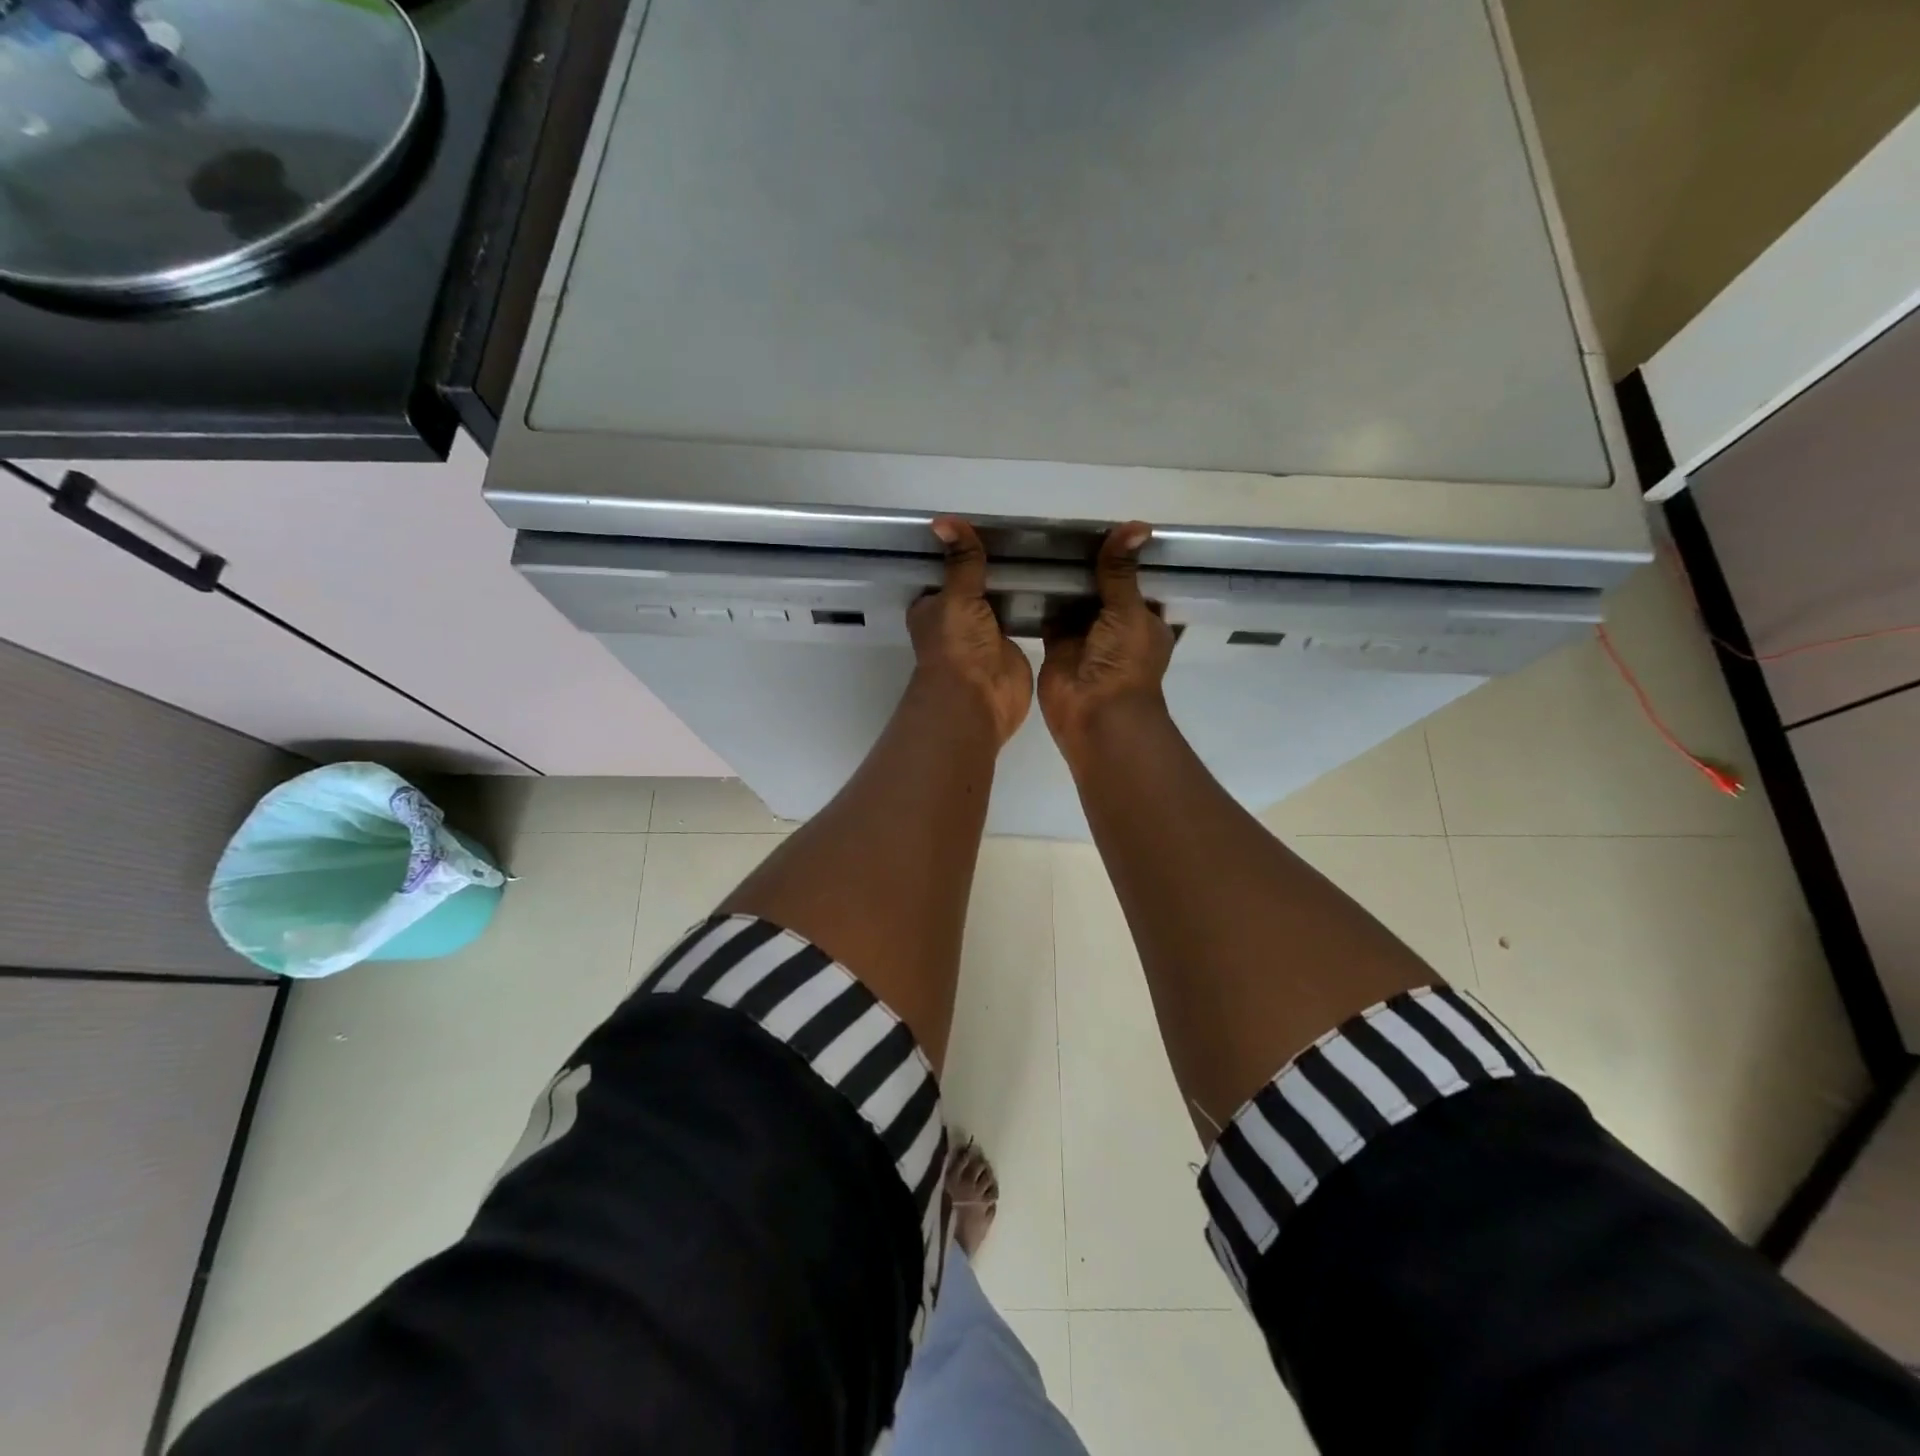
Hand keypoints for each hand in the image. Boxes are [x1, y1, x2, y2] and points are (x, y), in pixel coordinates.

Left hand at [907, 517, 1033, 746]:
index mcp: (933, 607)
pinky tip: (1053, 578)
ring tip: (1044, 547)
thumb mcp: (957, 596)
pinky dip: (1034, 602)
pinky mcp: (1012, 645)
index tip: (986, 522)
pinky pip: (1023, 616)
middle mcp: (958, 619)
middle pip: (976, 583)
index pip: (946, 570)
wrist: (980, 697)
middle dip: (993, 564)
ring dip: (1016, 583)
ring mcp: (986, 633)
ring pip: (1001, 599)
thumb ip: (961, 561)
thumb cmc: (956, 645)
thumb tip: (943, 520)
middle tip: (1025, 530)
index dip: (961, 550)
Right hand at [1039, 522, 1174, 760]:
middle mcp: (1115, 627)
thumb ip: (1121, 571)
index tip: (1103, 526)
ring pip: (1074, 602)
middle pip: (1102, 589)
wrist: (1096, 713)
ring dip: (1063, 582)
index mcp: (1144, 619)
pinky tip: (1026, 572)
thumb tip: (1138, 524)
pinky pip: (1049, 617)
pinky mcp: (1057, 646)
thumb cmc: (1124, 661)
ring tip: (1041, 542)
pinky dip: (1041, 600)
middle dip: (1088, 566)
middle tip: (1064, 528)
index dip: (1123, 558)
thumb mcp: (1129, 609)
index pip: (1136, 581)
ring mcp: (1085, 637)